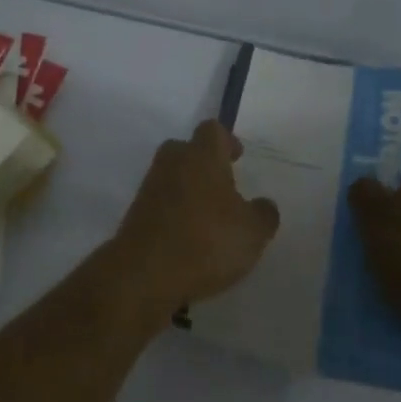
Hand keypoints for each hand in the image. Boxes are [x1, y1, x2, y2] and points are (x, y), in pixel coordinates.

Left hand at [107, 120, 279, 320]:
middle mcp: (173, 161)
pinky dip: (174, 213)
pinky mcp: (136, 211)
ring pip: (173, 176)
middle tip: (223, 187)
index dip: (227, 141)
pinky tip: (188, 238)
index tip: (237, 158)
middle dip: (204, 164)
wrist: (145, 271)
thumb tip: (264, 204)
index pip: (213, 130)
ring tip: (208, 219)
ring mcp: (151, 185)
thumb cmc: (206, 240)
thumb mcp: (252, 232)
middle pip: (188, 149)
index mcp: (202, 154)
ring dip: (188, 190)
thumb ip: (263, 213)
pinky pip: (161, 202)